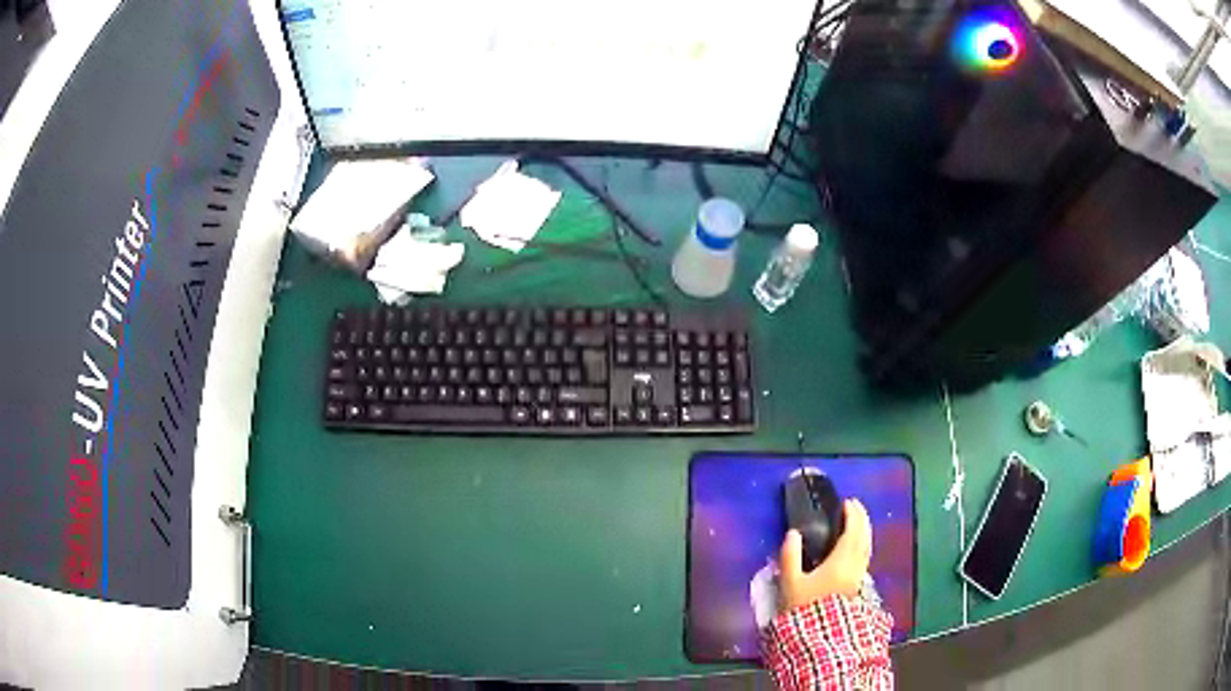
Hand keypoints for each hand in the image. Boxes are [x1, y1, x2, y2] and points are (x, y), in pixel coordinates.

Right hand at [779, 499, 872, 610]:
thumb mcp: (790, 583)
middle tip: (854, 508)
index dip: (853, 515)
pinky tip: (854, 549)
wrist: (818, 637)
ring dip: (864, 532)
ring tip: (856, 524)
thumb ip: (790, 556)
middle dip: (861, 520)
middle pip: (864, 537)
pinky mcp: (857, 587)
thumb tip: (793, 534)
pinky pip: (864, 557)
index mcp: (841, 561)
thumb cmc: (803, 608)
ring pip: (867, 548)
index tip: (847, 502)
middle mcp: (855, 566)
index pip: (853, 531)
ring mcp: (858, 577)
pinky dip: (862, 545)